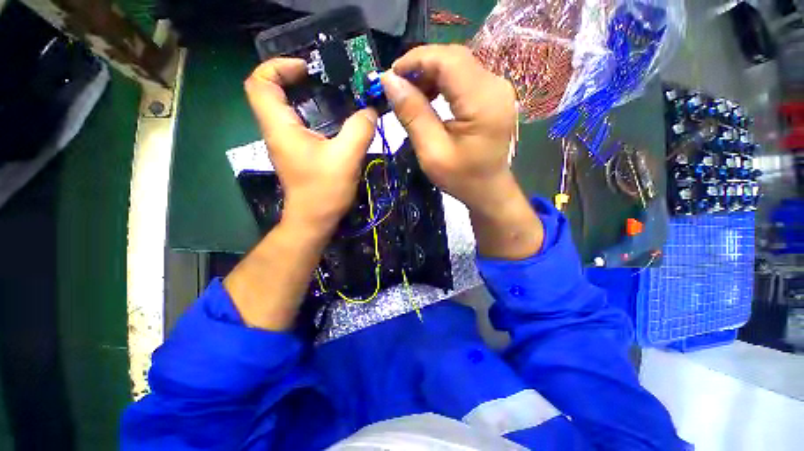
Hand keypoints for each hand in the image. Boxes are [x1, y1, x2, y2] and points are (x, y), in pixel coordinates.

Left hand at [245, 58, 377, 231]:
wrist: (314, 221)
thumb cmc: (324, 191)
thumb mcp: (346, 157)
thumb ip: (360, 129)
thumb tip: (370, 110)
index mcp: (281, 127)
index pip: (259, 82)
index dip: (278, 66)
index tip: (307, 68)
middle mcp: (278, 131)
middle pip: (271, 91)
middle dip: (294, 77)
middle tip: (323, 78)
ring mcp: (287, 143)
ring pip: (286, 108)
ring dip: (305, 96)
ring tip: (333, 94)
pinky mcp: (298, 153)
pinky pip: (300, 124)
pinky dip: (313, 114)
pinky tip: (335, 119)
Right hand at [380, 44, 516, 212]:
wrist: (489, 190)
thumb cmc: (462, 178)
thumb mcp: (432, 152)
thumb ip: (412, 114)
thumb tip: (389, 80)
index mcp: (483, 102)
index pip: (447, 61)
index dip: (416, 60)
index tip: (391, 76)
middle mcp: (495, 85)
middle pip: (453, 58)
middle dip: (421, 67)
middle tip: (398, 87)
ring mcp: (497, 88)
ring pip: (457, 65)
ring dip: (430, 74)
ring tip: (411, 95)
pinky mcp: (493, 94)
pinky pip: (464, 77)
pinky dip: (442, 82)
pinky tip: (430, 97)